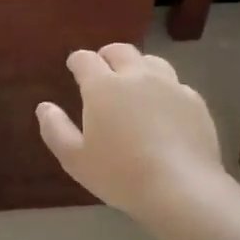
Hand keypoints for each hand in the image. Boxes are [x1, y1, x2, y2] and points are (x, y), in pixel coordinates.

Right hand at [36, 44, 227, 220]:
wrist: (182, 189)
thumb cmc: (120, 174)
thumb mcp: (75, 159)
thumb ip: (55, 129)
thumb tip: (44, 107)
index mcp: (103, 86)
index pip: (85, 59)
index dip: (77, 60)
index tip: (74, 67)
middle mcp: (137, 76)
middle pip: (120, 51)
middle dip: (107, 55)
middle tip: (103, 69)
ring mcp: (170, 86)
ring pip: (152, 62)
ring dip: (138, 67)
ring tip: (135, 84)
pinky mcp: (195, 101)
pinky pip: (176, 84)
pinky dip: (164, 89)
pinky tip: (164, 108)